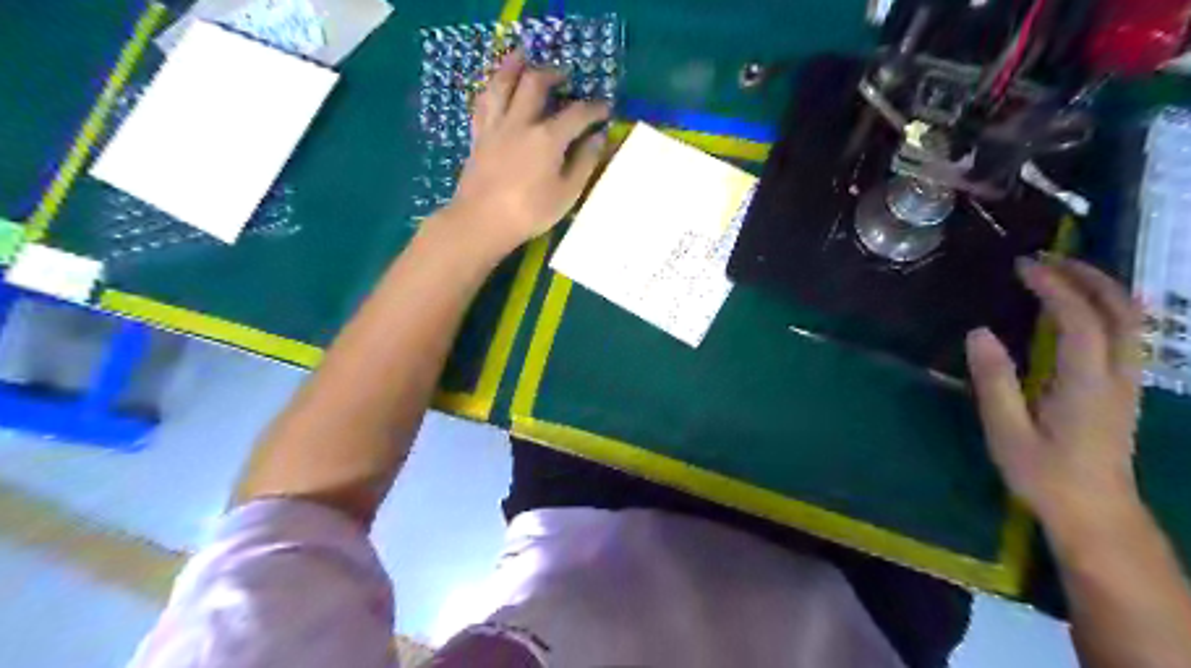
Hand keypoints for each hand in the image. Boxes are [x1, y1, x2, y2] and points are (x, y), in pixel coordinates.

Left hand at [442, 50, 609, 254]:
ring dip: (515, 66)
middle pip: (536, 83)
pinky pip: (483, 103)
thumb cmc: (530, 212)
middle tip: (565, 77)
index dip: (595, 108)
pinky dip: (491, 90)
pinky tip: (496, 88)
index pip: (577, 113)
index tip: (606, 108)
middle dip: (554, 75)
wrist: (481, 222)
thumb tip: (598, 138)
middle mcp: (521, 122)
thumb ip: (585, 162)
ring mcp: (496, 126)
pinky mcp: (478, 136)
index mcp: (548, 137)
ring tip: (524, 59)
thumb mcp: (567, 193)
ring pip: (503, 83)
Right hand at [967, 256, 1142, 532]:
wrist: (1096, 513)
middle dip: (1088, 275)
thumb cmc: (1044, 475)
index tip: (1024, 267)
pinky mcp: (1125, 388)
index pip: (1080, 320)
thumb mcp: (1006, 432)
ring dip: (1103, 287)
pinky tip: (1085, 305)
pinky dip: (1109, 306)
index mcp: (1086, 384)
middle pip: (1122, 310)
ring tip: (1064, 271)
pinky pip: (1129, 333)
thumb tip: (978, 333)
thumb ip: (995, 381)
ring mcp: (1129, 381)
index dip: (1054, 287)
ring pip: (1133, 320)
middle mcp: (1118, 375)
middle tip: (1047, 257)